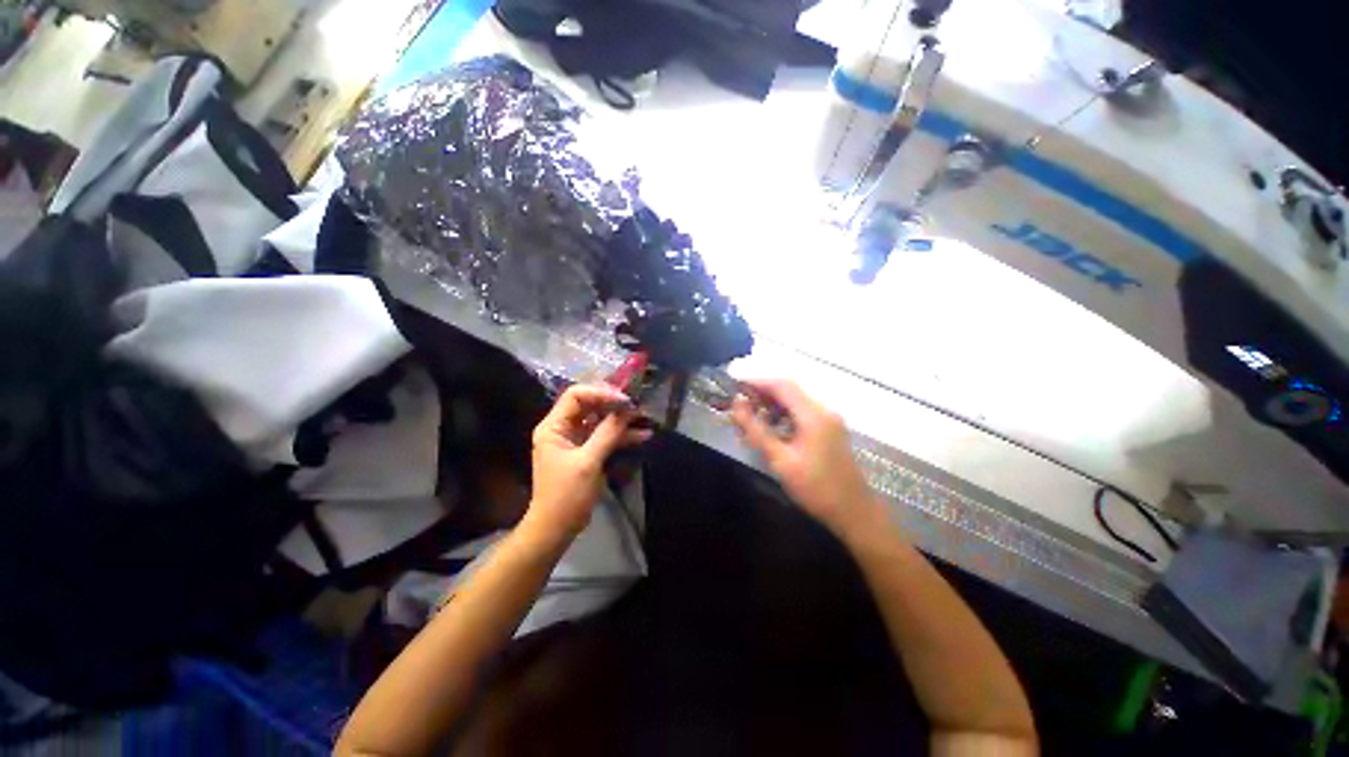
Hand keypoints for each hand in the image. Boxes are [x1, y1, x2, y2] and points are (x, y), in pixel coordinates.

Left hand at [525, 384, 652, 539]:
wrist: (556, 529)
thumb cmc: (566, 495)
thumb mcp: (588, 462)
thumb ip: (608, 433)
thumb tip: (627, 410)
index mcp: (554, 426)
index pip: (576, 395)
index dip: (601, 393)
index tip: (624, 400)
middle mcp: (563, 428)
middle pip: (590, 405)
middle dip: (614, 404)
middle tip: (637, 406)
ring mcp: (575, 440)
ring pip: (600, 421)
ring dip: (621, 420)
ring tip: (644, 418)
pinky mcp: (586, 452)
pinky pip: (604, 437)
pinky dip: (621, 436)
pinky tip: (642, 436)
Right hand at [730, 379, 877, 533]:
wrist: (854, 512)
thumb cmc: (815, 488)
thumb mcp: (780, 460)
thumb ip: (756, 430)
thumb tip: (737, 404)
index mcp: (813, 415)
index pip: (782, 385)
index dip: (757, 381)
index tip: (735, 385)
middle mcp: (823, 410)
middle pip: (789, 389)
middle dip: (763, 391)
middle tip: (739, 402)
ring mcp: (829, 419)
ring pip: (795, 400)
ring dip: (772, 402)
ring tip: (750, 413)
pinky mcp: (829, 429)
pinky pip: (802, 412)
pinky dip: (783, 413)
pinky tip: (771, 426)